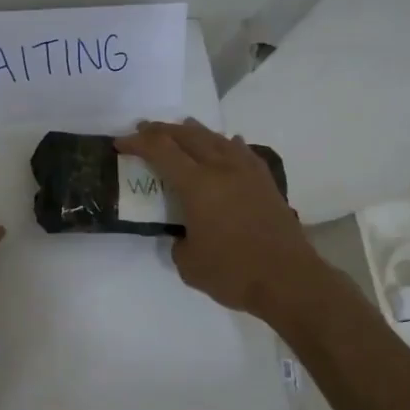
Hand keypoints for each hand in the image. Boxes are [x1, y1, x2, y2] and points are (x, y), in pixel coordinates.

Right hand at [115, 119, 326, 323]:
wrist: (289, 280)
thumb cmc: (233, 273)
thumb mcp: (189, 263)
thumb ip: (179, 242)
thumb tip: (185, 234)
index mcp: (197, 185)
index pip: (161, 151)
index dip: (137, 143)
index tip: (120, 143)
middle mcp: (222, 168)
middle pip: (187, 136)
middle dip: (161, 130)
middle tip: (143, 130)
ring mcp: (248, 172)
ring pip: (217, 139)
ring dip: (194, 132)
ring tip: (181, 128)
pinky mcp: (266, 182)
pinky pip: (242, 152)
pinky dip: (227, 144)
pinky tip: (228, 143)